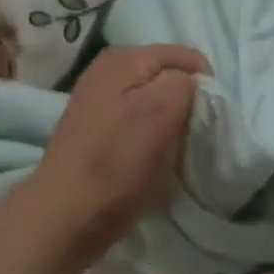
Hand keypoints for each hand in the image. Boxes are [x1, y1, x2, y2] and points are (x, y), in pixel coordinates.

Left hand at [26, 44, 208, 260]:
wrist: (66, 216)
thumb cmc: (117, 162)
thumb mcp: (162, 110)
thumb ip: (184, 82)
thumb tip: (191, 85)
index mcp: (124, 58)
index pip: (188, 58)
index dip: (206, 86)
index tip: (207, 120)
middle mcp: (107, 70)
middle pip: (169, 78)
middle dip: (186, 103)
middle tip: (191, 135)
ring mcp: (98, 100)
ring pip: (155, 101)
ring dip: (170, 122)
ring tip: (172, 148)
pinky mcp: (95, 129)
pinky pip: (138, 121)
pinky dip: (151, 136)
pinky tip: (149, 157)